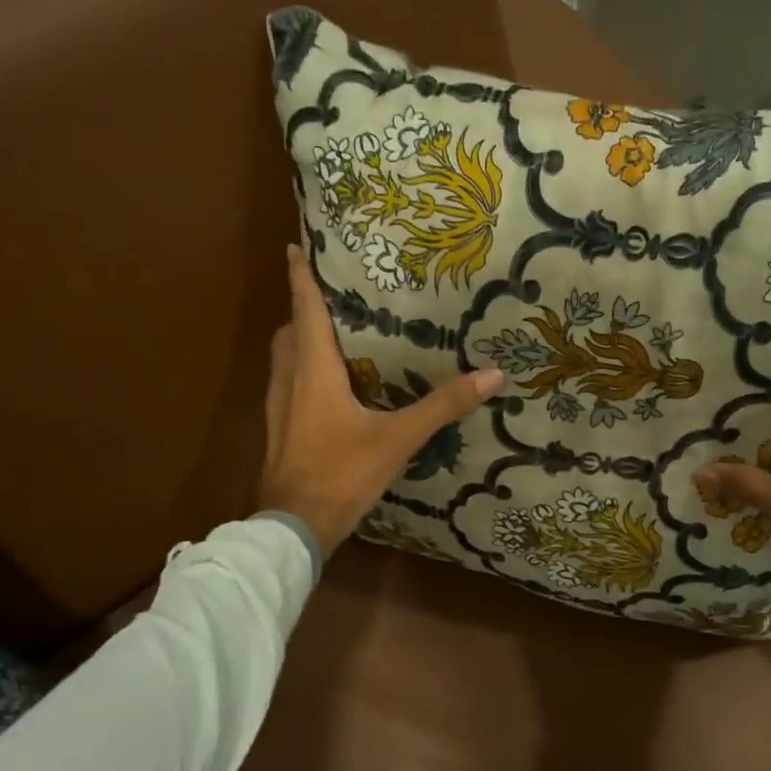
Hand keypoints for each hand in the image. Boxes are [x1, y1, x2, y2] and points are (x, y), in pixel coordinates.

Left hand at [261, 244, 504, 557]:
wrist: (294, 527)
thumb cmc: (341, 472)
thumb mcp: (398, 438)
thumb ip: (442, 406)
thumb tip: (492, 375)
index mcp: (312, 369)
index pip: (305, 308)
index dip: (301, 274)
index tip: (297, 244)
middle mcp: (288, 379)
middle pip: (291, 329)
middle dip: (306, 307)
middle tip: (334, 293)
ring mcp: (277, 406)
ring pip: (285, 358)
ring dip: (302, 339)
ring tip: (334, 333)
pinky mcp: (278, 430)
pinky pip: (287, 384)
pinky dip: (303, 370)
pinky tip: (328, 386)